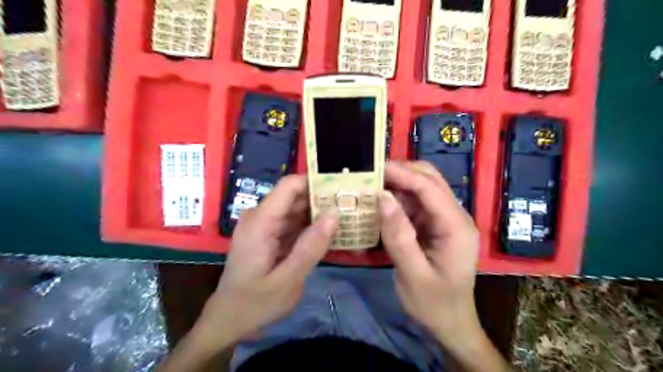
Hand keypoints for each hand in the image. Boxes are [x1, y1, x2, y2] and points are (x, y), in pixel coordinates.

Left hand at [194, 176, 333, 347]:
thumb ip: (312, 246)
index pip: (290, 185)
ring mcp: (263, 226)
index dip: (316, 183)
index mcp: (261, 221)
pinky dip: (310, 227)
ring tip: (347, 218)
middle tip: (351, 207)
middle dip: (322, 200)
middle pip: (295, 196)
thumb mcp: (288, 279)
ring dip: (318, 214)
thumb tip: (334, 214)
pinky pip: (292, 223)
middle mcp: (260, 217)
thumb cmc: (255, 304)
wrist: (227, 321)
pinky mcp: (267, 236)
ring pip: (296, 210)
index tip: (342, 189)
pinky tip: (329, 234)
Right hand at [378, 161, 481, 347]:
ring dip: (397, 183)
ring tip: (370, 185)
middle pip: (430, 180)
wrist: (450, 323)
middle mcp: (454, 216)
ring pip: (421, 188)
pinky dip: (397, 198)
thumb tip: (383, 197)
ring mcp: (444, 219)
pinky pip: (415, 203)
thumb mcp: (413, 275)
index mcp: (456, 227)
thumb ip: (399, 237)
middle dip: (401, 172)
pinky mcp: (433, 225)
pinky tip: (379, 202)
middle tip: (371, 174)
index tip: (375, 169)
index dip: (403, 174)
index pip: (430, 188)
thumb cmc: (434, 304)